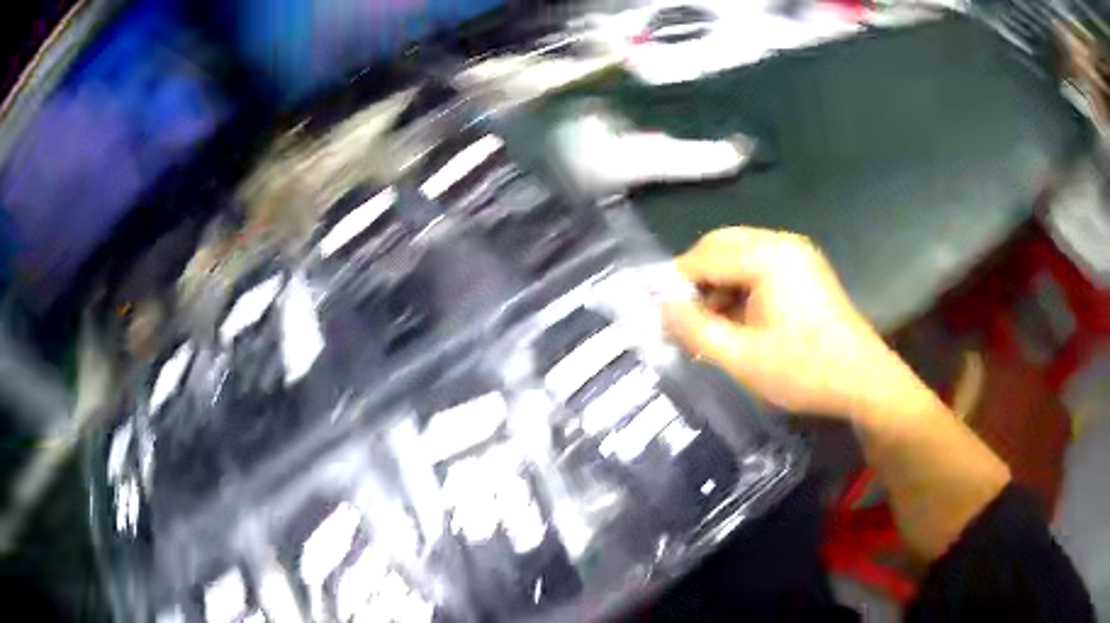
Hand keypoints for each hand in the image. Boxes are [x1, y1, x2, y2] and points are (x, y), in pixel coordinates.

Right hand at [663, 227, 922, 418]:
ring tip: (711, 325)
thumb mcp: (741, 357)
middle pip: (721, 246)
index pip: (703, 256)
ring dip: (718, 283)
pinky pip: (759, 265)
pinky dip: (740, 286)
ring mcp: (797, 253)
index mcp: (767, 256)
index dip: (676, 284)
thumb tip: (660, 307)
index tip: (660, 316)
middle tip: (684, 319)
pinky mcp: (805, 268)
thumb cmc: (804, 370)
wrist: (863, 380)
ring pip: (739, 254)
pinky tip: (738, 319)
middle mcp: (781, 242)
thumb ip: (695, 329)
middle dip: (697, 280)